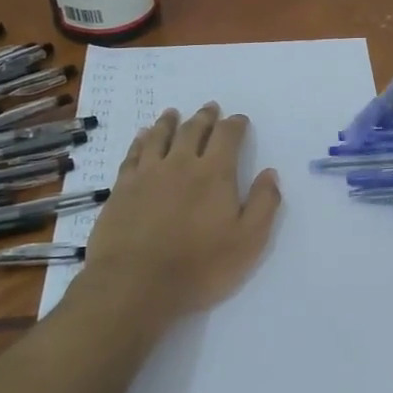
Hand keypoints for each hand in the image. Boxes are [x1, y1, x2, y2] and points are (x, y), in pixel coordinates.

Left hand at [60, 104, 281, 330]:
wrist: (135, 285)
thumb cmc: (199, 266)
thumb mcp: (248, 241)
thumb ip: (263, 204)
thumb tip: (270, 173)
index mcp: (215, 173)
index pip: (228, 136)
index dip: (235, 124)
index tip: (239, 120)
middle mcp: (181, 164)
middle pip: (194, 130)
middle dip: (205, 117)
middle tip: (210, 108)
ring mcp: (147, 174)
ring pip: (160, 136)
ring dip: (170, 122)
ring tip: (173, 113)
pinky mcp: (122, 188)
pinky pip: (133, 154)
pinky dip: (141, 141)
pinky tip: (142, 137)